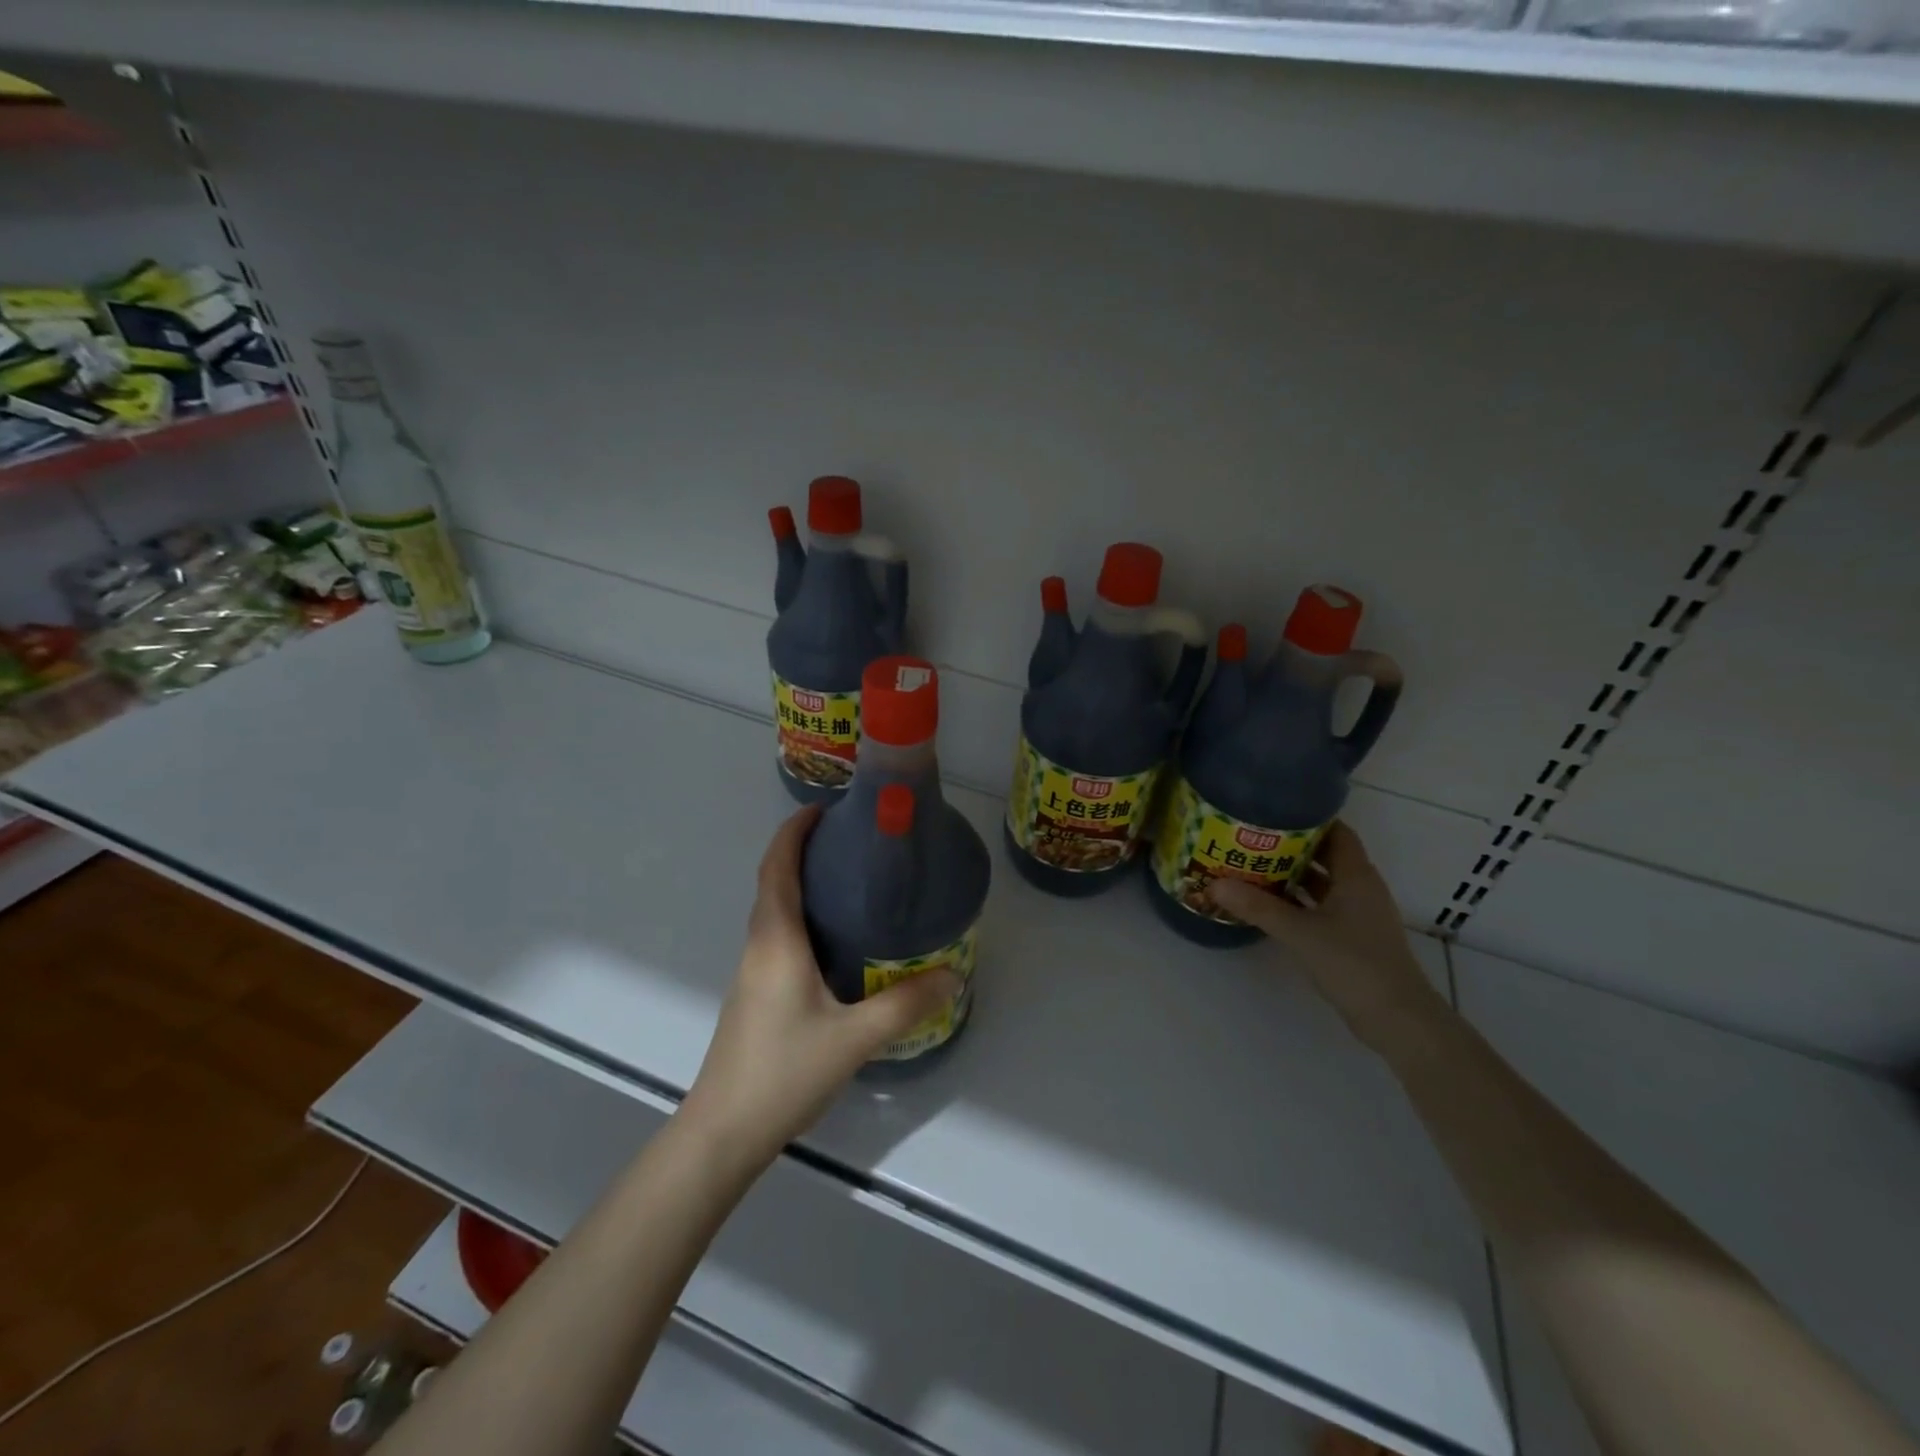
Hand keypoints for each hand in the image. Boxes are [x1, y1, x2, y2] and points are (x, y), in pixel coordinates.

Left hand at [679, 806, 958, 1172]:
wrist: (722, 1132)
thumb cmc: (782, 1072)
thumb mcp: (853, 1038)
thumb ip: (904, 1005)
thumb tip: (951, 975)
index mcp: (775, 939)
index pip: (777, 866)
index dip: (794, 831)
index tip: (824, 808)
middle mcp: (759, 946)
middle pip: (774, 882)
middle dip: (803, 851)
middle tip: (852, 842)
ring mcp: (753, 972)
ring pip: (775, 911)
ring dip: (802, 885)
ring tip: (851, 882)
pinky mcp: (756, 995)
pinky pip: (779, 937)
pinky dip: (802, 918)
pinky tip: (837, 941)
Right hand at [1209, 821, 1448, 1054]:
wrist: (1396, 1019)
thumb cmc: (1354, 964)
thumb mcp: (1300, 932)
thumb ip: (1258, 907)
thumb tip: (1215, 883)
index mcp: (1356, 876)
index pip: (1337, 832)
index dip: (1309, 819)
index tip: (1273, 811)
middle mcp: (1360, 888)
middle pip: (1325, 856)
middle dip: (1291, 847)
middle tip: (1251, 837)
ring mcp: (1358, 914)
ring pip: (1322, 883)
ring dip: (1292, 875)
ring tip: (1252, 865)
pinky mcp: (1352, 937)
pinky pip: (1320, 906)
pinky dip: (1297, 901)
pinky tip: (1268, 904)